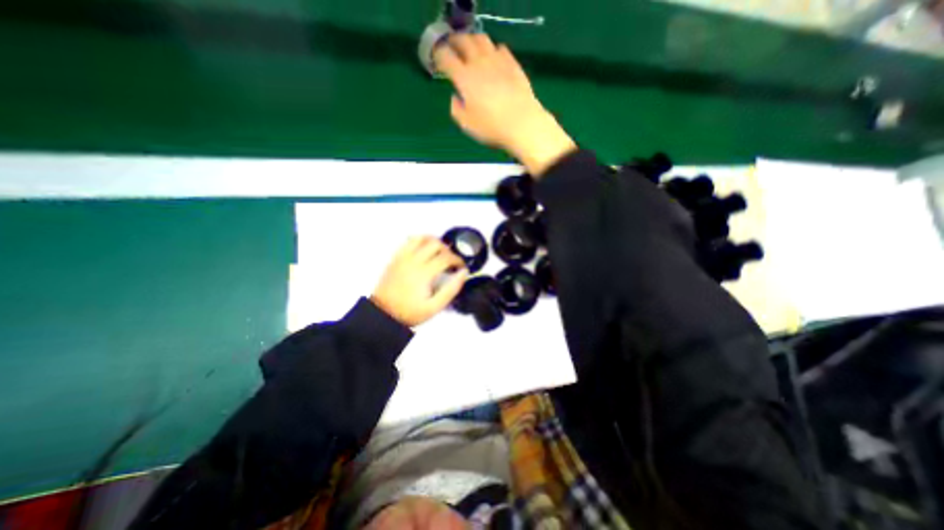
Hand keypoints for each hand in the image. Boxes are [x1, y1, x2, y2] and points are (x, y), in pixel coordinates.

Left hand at [372, 235, 467, 326]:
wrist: (383, 313)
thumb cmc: (409, 312)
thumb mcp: (434, 307)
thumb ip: (451, 290)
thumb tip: (463, 273)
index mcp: (425, 273)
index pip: (446, 257)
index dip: (458, 260)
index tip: (461, 267)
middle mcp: (414, 260)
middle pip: (436, 244)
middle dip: (448, 250)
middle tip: (451, 261)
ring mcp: (403, 257)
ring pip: (422, 238)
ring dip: (434, 241)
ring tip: (439, 252)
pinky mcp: (396, 257)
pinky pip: (409, 241)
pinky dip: (420, 240)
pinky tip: (424, 249)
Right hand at [435, 33, 574, 178]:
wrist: (522, 124)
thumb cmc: (491, 128)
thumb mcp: (467, 125)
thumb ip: (456, 109)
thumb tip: (456, 98)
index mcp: (464, 78)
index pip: (446, 57)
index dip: (439, 56)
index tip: (438, 61)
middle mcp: (479, 63)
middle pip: (463, 40)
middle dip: (454, 42)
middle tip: (452, 49)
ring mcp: (497, 60)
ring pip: (481, 39)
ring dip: (473, 41)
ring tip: (471, 50)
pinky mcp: (513, 63)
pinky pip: (500, 48)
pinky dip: (493, 50)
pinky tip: (493, 59)